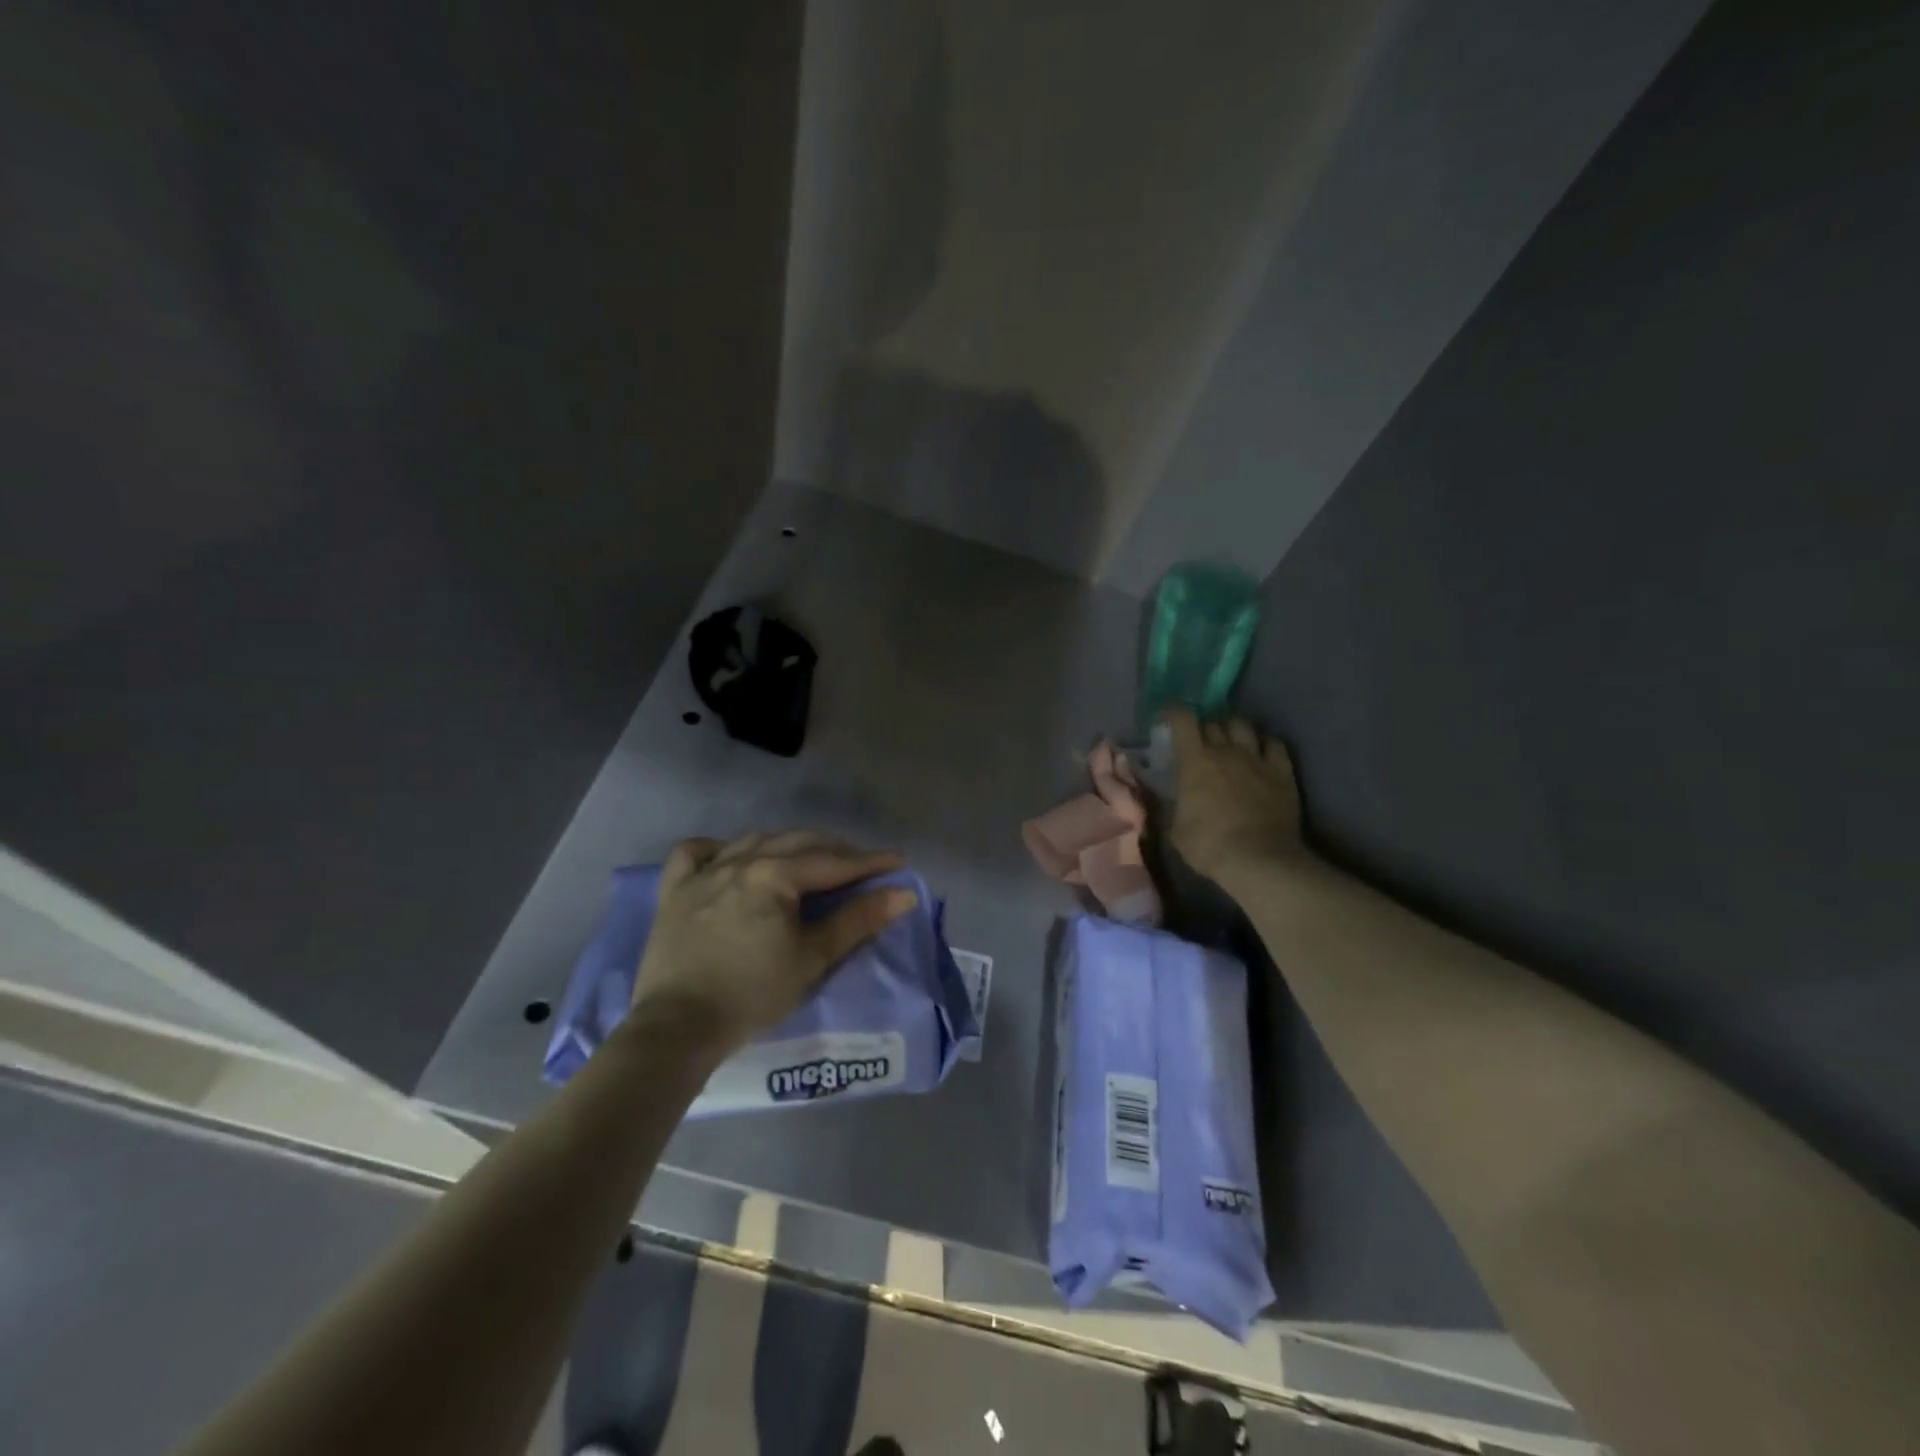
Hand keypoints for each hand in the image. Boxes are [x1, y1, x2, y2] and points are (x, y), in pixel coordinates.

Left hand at [630, 831, 917, 1051]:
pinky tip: (731, 857)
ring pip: (754, 841)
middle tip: (861, 865)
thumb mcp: (813, 958)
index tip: (897, 861)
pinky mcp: (674, 891)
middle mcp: (740, 860)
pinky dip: (718, 849)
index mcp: (774, 874)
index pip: (833, 862)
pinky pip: (695, 853)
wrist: (678, 1028)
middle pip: (797, 843)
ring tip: (808, 858)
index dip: (869, 862)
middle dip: (835, 850)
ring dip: (788, 844)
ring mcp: (703, 872)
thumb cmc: (753, 994)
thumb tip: (903, 894)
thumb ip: (858, 920)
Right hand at [1164, 709, 1307, 884]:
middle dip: (1203, 726)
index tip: (1169, 717)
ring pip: (1243, 726)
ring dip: (1232, 729)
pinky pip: (1274, 744)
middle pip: (1213, 722)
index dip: (1174, 713)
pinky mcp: (1282, 772)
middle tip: (1199, 740)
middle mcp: (1226, 751)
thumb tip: (1170, 803)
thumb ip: (1172, 808)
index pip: (1183, 720)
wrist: (1260, 861)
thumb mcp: (1176, 830)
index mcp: (1195, 761)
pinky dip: (1264, 743)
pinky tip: (1261, 751)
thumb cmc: (1209, 846)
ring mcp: (1257, 759)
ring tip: (1230, 740)